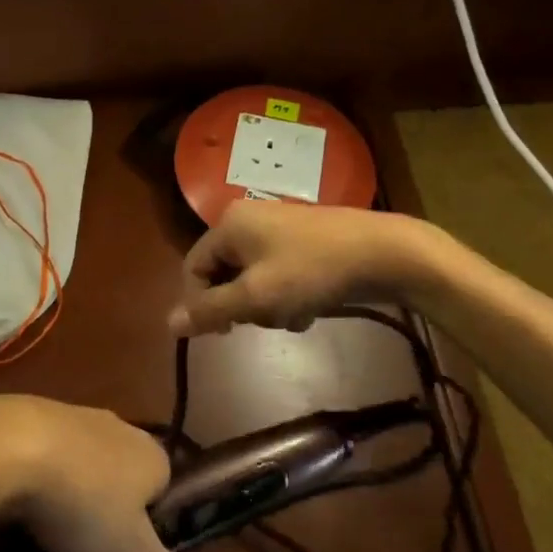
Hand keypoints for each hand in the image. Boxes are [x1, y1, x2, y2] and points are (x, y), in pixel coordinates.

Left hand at [0, 395, 192, 551]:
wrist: (12, 448)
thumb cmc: (84, 504)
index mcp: (153, 455)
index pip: (164, 491)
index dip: (147, 526)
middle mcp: (122, 427)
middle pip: (124, 473)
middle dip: (109, 504)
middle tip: (87, 544)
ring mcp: (78, 414)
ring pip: (86, 460)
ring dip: (74, 486)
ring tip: (52, 525)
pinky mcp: (38, 411)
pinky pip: (50, 449)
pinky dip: (43, 471)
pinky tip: (24, 497)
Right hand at [167, 201, 423, 337]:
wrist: (383, 253)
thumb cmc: (312, 272)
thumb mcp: (256, 297)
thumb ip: (211, 310)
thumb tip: (169, 324)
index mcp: (229, 224)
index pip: (194, 267)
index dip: (202, 303)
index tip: (226, 332)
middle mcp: (247, 219)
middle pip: (223, 273)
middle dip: (242, 304)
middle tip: (267, 319)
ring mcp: (276, 227)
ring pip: (251, 278)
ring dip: (267, 304)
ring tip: (295, 315)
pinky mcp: (301, 239)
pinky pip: (276, 273)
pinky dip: (286, 294)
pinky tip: (309, 308)